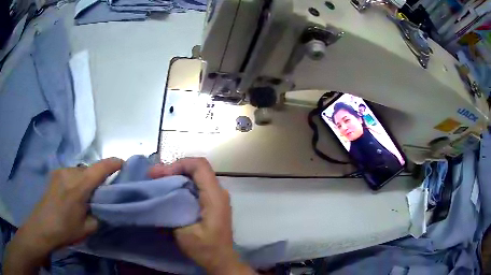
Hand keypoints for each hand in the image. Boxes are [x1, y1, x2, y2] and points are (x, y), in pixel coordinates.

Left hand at [3, 158, 122, 274]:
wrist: (42, 227)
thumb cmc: (65, 230)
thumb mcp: (87, 228)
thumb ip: (99, 214)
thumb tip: (103, 206)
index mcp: (79, 187)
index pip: (100, 168)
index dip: (113, 163)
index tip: (123, 164)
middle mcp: (69, 173)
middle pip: (90, 169)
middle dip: (98, 177)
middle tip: (102, 191)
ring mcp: (60, 172)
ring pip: (80, 171)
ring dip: (86, 179)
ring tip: (86, 195)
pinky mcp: (54, 174)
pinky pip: (71, 173)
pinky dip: (77, 180)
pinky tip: (73, 194)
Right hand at [149, 158, 255, 274]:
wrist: (221, 260)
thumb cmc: (205, 248)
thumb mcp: (184, 232)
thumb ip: (172, 211)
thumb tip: (158, 195)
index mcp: (215, 196)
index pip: (200, 166)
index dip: (179, 164)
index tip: (161, 174)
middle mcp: (218, 192)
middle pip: (197, 169)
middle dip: (174, 168)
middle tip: (153, 175)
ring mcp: (216, 197)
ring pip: (196, 176)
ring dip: (176, 175)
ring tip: (158, 180)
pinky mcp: (212, 202)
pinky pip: (197, 185)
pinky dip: (181, 184)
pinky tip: (169, 190)